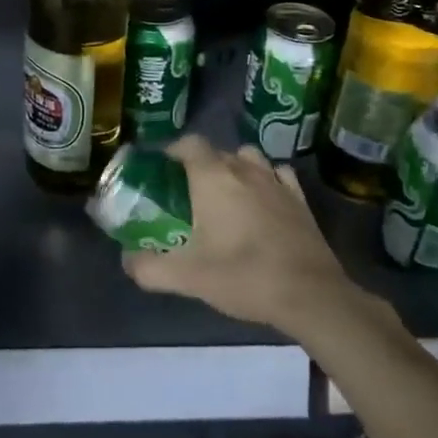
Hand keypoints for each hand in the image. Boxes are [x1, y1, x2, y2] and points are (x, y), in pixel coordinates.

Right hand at [120, 136, 356, 339]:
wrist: (309, 294)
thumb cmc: (243, 276)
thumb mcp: (187, 277)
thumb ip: (149, 268)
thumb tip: (127, 260)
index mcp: (213, 177)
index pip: (189, 144)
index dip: (172, 151)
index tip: (161, 169)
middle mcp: (244, 169)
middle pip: (216, 151)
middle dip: (199, 164)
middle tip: (186, 192)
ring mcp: (276, 180)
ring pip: (248, 157)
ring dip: (234, 167)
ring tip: (224, 193)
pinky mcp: (299, 198)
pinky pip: (277, 174)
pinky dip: (265, 179)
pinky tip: (261, 200)